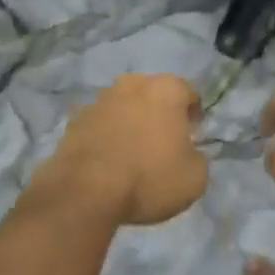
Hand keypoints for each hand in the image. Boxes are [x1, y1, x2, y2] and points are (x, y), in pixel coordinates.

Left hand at [38, 75, 207, 225]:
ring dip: (131, 121)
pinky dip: (106, 134)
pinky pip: (100, 123)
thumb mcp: (195, 178)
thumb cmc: (149, 178)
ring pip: (125, 106)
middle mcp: (134, 84)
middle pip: (154, 94)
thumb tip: (189, 153)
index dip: (193, 116)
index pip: (189, 94)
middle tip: (163, 143)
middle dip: (160, 113)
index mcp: (167, 89)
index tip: (192, 138)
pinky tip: (108, 160)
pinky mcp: (76, 118)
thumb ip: (198, 158)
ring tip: (132, 152)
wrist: (86, 190)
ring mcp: (101, 98)